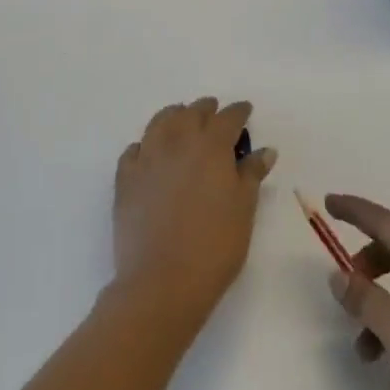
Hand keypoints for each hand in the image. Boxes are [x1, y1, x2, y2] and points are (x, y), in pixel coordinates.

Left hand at [112, 99, 276, 324]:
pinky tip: (150, 152)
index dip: (238, 112)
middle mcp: (177, 141)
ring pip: (161, 122)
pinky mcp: (125, 177)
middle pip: (192, 113)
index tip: (245, 110)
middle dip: (206, 110)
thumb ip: (252, 174)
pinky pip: (135, 149)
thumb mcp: (244, 210)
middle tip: (215, 114)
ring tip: (182, 120)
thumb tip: (264, 150)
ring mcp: (147, 156)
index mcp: (210, 146)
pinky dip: (146, 144)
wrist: (162, 280)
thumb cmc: (214, 246)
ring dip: (175, 116)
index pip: (228, 118)